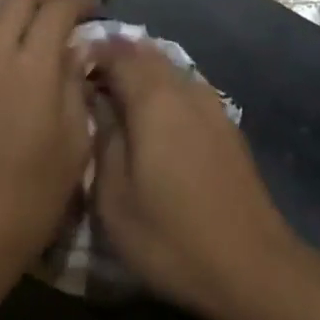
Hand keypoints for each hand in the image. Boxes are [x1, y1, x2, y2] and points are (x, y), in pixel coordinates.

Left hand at [0, 0, 96, 288]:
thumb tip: (77, 49)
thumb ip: (76, 84)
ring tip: (42, 11)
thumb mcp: (74, 143)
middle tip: (71, 0)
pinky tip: (12, 38)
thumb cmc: (30, 197)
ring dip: (19, 1)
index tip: (96, 7)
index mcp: (30, 66)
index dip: (79, 0)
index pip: (56, 9)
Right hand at [90, 37, 294, 319]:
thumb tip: (97, 101)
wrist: (251, 266)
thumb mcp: (115, 198)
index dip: (92, 53)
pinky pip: (187, 91)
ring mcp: (213, 106)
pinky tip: (154, 120)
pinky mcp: (227, 126)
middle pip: (148, 55)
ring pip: (170, 71)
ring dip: (142, 73)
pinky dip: (165, 92)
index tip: (69, 67)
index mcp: (154, 100)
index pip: (118, 54)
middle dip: (117, 58)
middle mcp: (186, 90)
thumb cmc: (170, 236)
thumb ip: (103, 139)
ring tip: (117, 99)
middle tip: (89, 80)